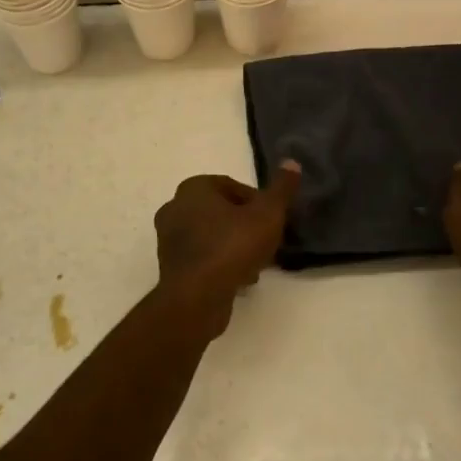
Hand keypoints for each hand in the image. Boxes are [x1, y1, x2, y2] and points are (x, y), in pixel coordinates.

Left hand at [152, 162, 301, 335]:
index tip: (273, 221)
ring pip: (212, 236)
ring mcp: (168, 238)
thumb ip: (281, 189)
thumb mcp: (267, 215)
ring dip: (234, 246)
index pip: (233, 186)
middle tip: (266, 242)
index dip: (258, 203)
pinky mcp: (170, 266)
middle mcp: (175, 207)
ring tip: (256, 264)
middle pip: (222, 211)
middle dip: (245, 225)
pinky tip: (240, 279)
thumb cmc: (232, 247)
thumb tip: (292, 162)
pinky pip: (202, 257)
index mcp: (194, 188)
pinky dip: (220, 263)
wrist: (197, 298)